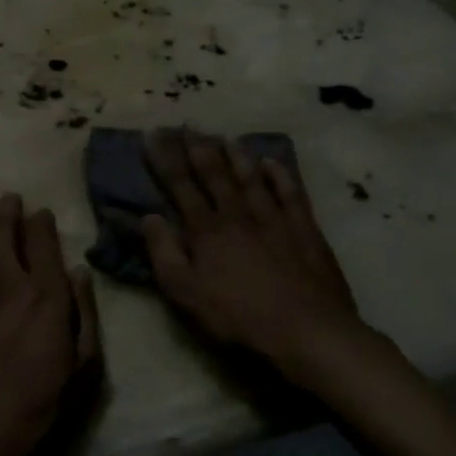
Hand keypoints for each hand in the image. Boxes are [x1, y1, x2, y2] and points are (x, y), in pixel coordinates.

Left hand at [0, 195, 100, 455]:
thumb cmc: (32, 413)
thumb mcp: (81, 373)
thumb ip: (84, 316)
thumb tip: (78, 274)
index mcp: (44, 299)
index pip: (43, 244)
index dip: (42, 224)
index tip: (41, 213)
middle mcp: (5, 285)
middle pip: (4, 234)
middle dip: (8, 212)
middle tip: (9, 197)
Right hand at [140, 129, 363, 366]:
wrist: (307, 330)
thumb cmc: (238, 317)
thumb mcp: (186, 293)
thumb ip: (164, 253)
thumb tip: (148, 217)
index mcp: (207, 230)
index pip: (181, 185)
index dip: (165, 159)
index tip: (154, 134)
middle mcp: (239, 214)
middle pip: (214, 174)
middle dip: (197, 148)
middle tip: (186, 125)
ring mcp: (275, 218)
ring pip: (251, 177)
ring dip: (236, 155)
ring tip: (223, 136)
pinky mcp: (305, 229)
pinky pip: (291, 192)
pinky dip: (280, 175)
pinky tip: (272, 162)